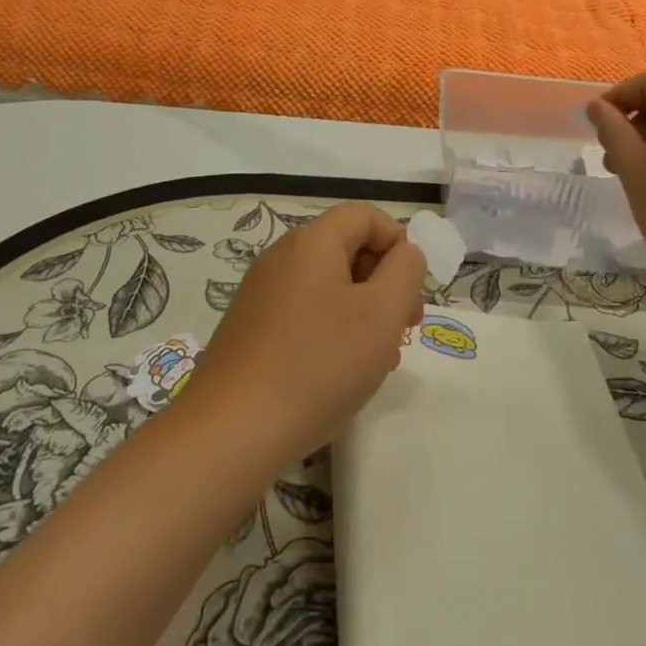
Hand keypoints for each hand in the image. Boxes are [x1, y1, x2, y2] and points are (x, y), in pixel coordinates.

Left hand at [187, 203, 425, 459]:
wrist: (232, 431)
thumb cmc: (319, 363)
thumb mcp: (382, 312)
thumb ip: (405, 270)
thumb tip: (405, 252)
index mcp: (312, 241)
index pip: (365, 215)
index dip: (399, 242)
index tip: (413, 289)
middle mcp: (282, 257)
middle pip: (347, 249)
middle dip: (385, 282)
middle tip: (405, 328)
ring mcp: (261, 294)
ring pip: (328, 287)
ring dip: (363, 312)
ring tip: (379, 360)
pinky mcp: (250, 329)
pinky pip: (304, 314)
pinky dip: (332, 331)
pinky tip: (340, 374)